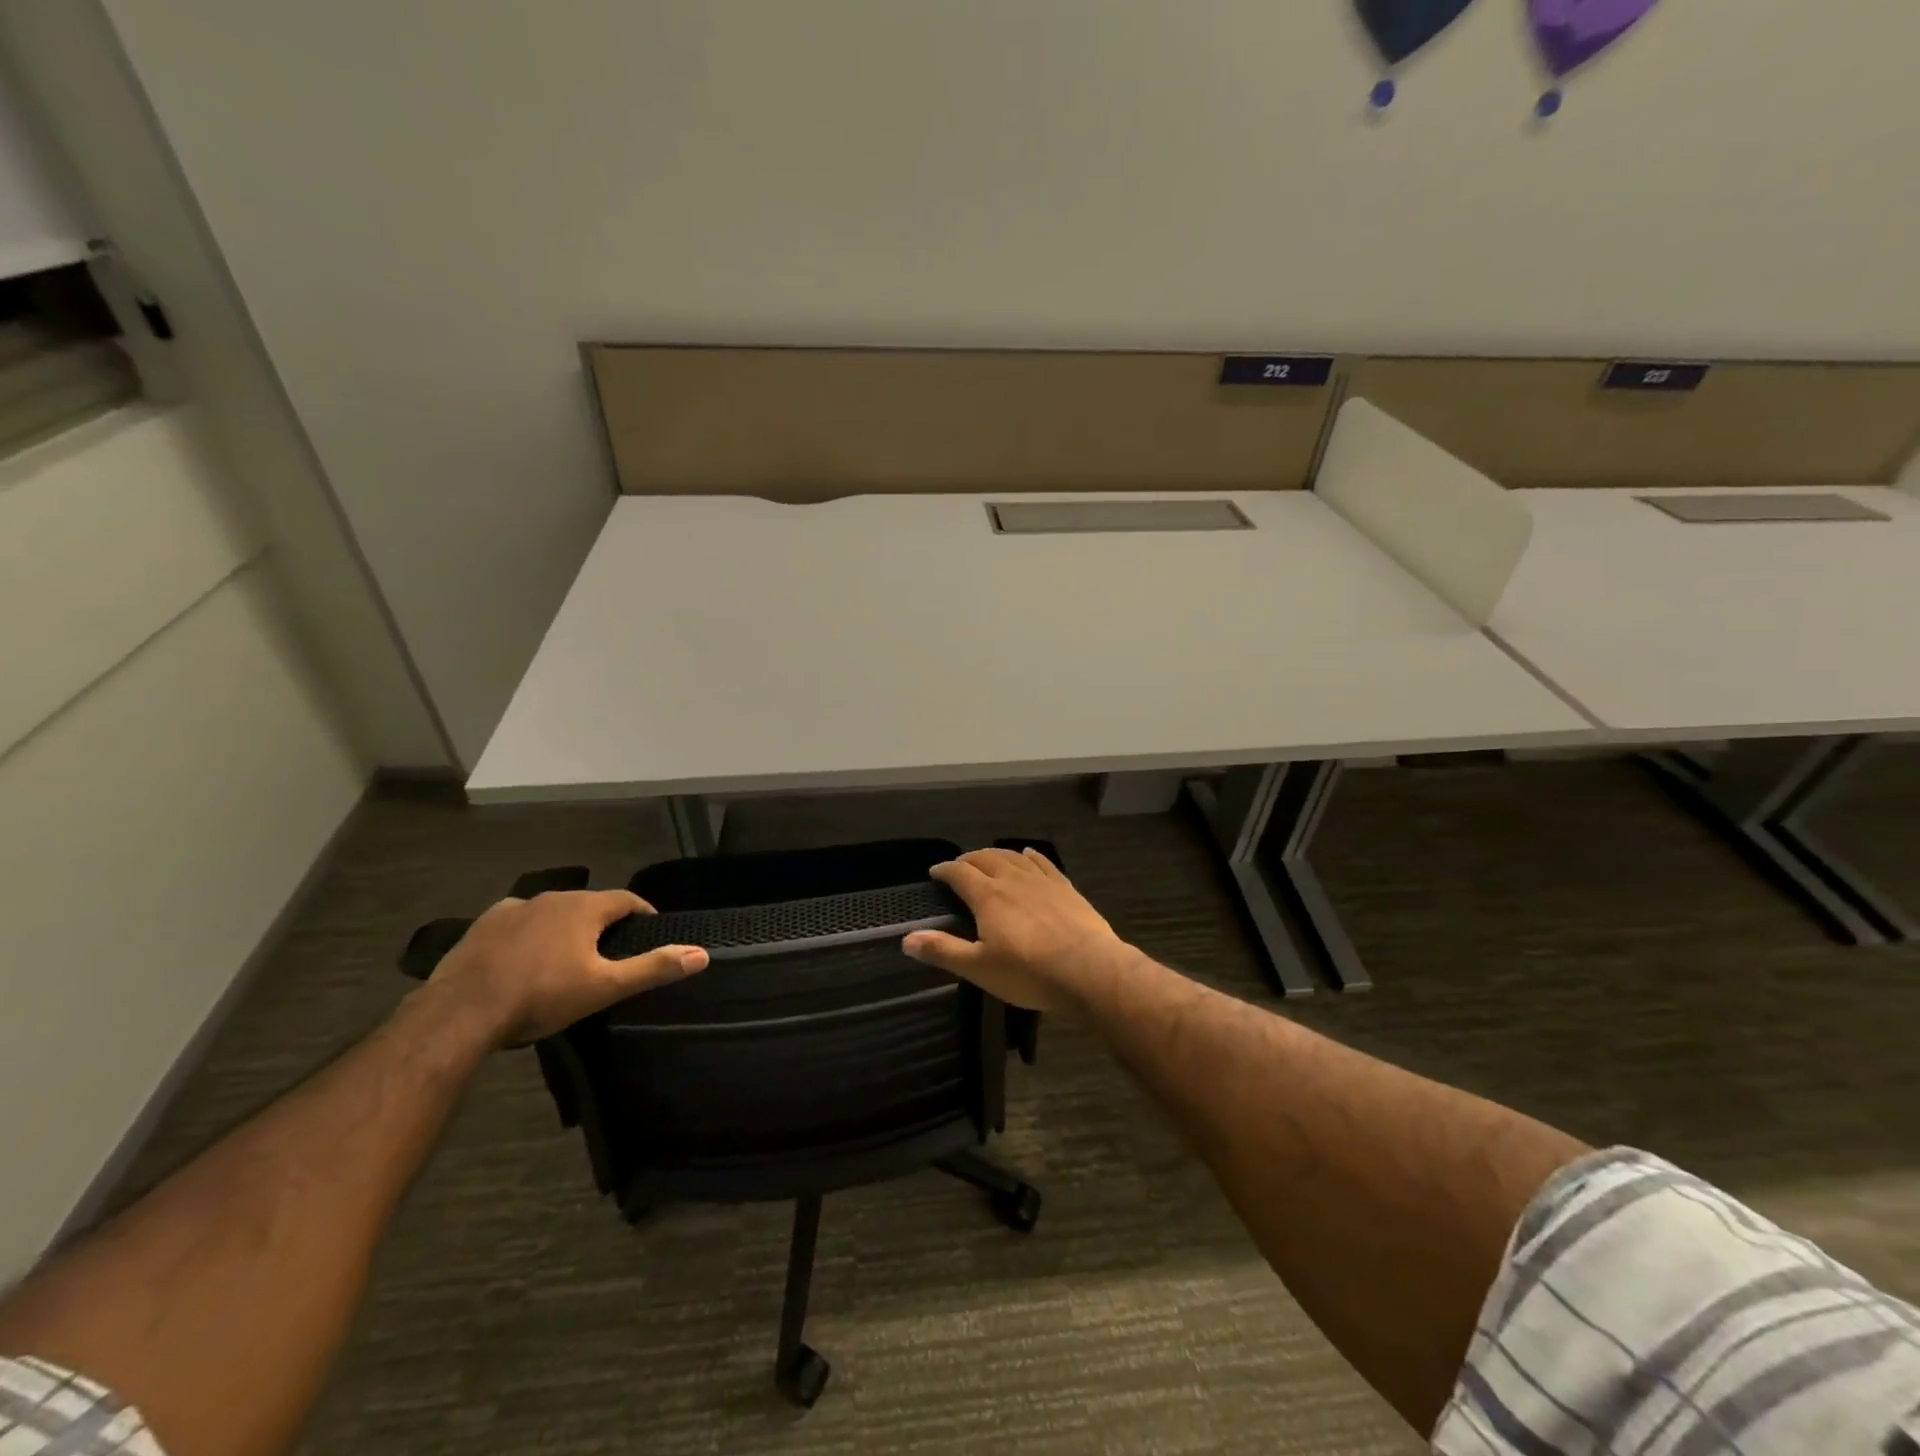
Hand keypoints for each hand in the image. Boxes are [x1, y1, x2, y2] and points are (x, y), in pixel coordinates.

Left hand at [427, 890, 707, 1045]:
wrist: (460, 1012)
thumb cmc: (541, 996)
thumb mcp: (604, 987)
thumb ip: (653, 968)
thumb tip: (702, 954)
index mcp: (584, 907)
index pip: (627, 900)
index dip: (642, 913)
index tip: (650, 930)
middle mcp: (552, 897)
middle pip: (589, 904)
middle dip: (602, 923)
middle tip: (609, 952)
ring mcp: (514, 908)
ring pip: (553, 912)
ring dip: (565, 927)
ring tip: (566, 957)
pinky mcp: (483, 925)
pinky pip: (518, 921)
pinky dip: (529, 933)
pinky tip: (523, 956)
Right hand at [902, 848, 1130, 1010]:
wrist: (1088, 969)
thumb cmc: (1028, 972)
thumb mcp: (979, 968)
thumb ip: (943, 951)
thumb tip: (906, 938)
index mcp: (988, 897)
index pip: (960, 873)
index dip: (945, 870)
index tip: (935, 872)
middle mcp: (1012, 880)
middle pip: (986, 859)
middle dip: (969, 859)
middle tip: (960, 865)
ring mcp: (1042, 881)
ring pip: (1014, 857)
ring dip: (997, 854)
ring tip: (988, 858)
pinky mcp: (1065, 888)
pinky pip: (1044, 863)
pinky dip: (1031, 856)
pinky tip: (1029, 854)